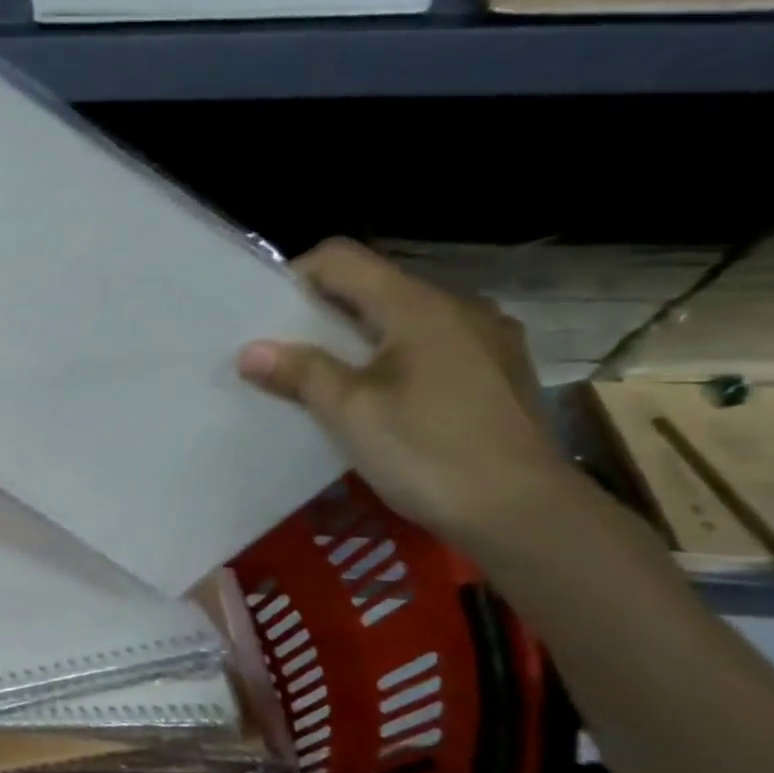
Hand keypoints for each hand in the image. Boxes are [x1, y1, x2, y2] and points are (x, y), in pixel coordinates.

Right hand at [237, 237, 578, 546]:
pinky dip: (394, 360)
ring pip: (404, 320)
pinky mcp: (499, 371)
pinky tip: (383, 400)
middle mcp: (458, 308)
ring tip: (329, 381)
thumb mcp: (351, 413)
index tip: (264, 318)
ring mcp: (487, 339)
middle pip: (374, 288)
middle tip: (285, 354)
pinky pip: (432, 346)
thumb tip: (250, 350)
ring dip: (358, 340)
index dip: (295, 277)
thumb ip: (301, 373)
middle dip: (322, 314)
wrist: (523, 513)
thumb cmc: (428, 453)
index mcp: (419, 306)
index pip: (342, 259)